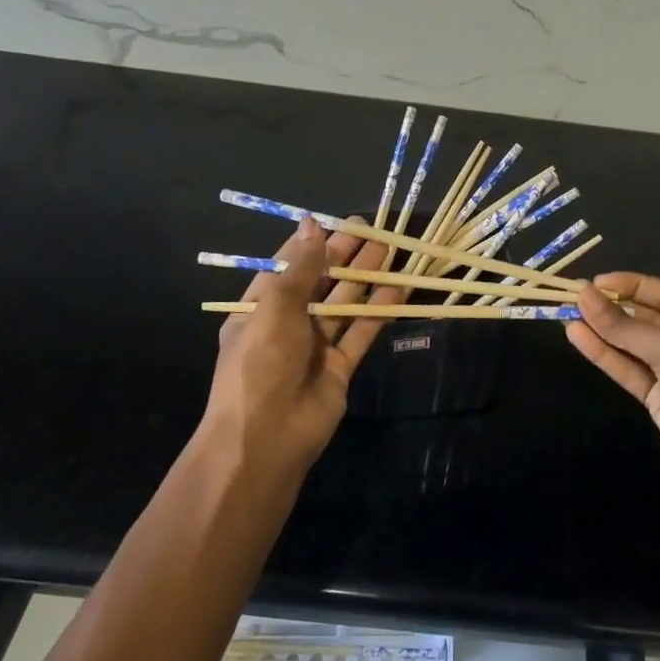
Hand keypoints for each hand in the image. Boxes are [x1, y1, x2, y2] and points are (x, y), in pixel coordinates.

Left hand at [201, 216, 403, 474]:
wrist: (267, 438)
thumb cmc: (261, 363)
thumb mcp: (275, 307)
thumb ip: (300, 267)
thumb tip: (312, 224)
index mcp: (260, 307)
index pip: (289, 266)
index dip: (315, 243)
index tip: (341, 222)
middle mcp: (288, 323)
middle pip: (321, 281)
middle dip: (347, 256)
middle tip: (376, 230)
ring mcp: (315, 346)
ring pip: (345, 304)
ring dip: (366, 278)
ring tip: (392, 250)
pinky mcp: (340, 367)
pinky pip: (361, 333)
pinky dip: (378, 312)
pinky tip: (398, 291)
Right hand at [567, 273, 659, 529]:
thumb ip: (626, 326)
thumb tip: (584, 294)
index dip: (630, 286)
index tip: (594, 282)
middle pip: (647, 318)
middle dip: (613, 308)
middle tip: (573, 297)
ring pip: (634, 345)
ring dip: (603, 330)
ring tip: (567, 314)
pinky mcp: (659, 398)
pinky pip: (629, 369)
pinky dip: (605, 354)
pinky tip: (578, 337)